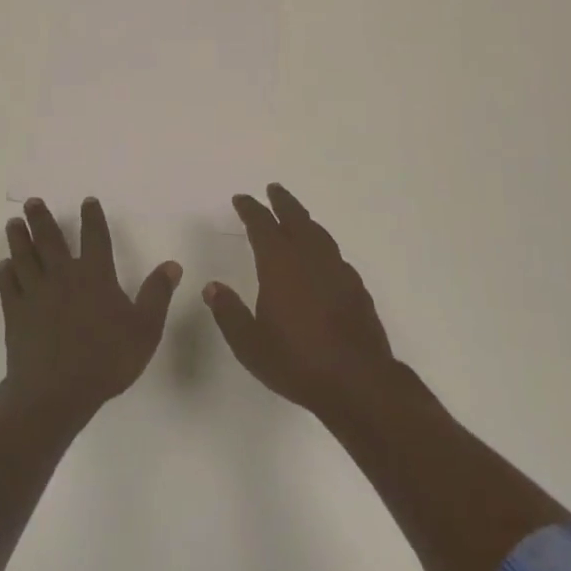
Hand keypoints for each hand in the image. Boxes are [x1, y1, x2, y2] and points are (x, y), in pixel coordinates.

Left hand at [0, 198, 181, 426]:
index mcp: (95, 276)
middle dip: (42, 218)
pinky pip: (9, 287)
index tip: (88, 201)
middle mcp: (63, 276)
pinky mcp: (15, 314)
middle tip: (33, 201)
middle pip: (50, 240)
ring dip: (19, 238)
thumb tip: (172, 264)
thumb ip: (157, 294)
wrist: (55, 393)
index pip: (95, 237)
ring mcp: (35, 294)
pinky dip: (6, 274)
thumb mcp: (145, 329)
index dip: (92, 218)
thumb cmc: (105, 359)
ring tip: (13, 222)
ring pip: (24, 257)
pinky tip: (4, 266)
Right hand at [204, 183, 396, 419]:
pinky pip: (334, 254)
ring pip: (318, 232)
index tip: (242, 199)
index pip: (262, 225)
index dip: (250, 209)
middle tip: (273, 189)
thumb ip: (229, 313)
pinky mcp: (356, 286)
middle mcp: (310, 257)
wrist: (359, 382)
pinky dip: (322, 245)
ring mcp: (337, 270)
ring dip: (304, 219)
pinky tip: (321, 257)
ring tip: (296, 216)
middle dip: (282, 201)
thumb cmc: (297, 361)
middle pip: (295, 217)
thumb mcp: (250, 344)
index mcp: (280, 264)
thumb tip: (212, 287)